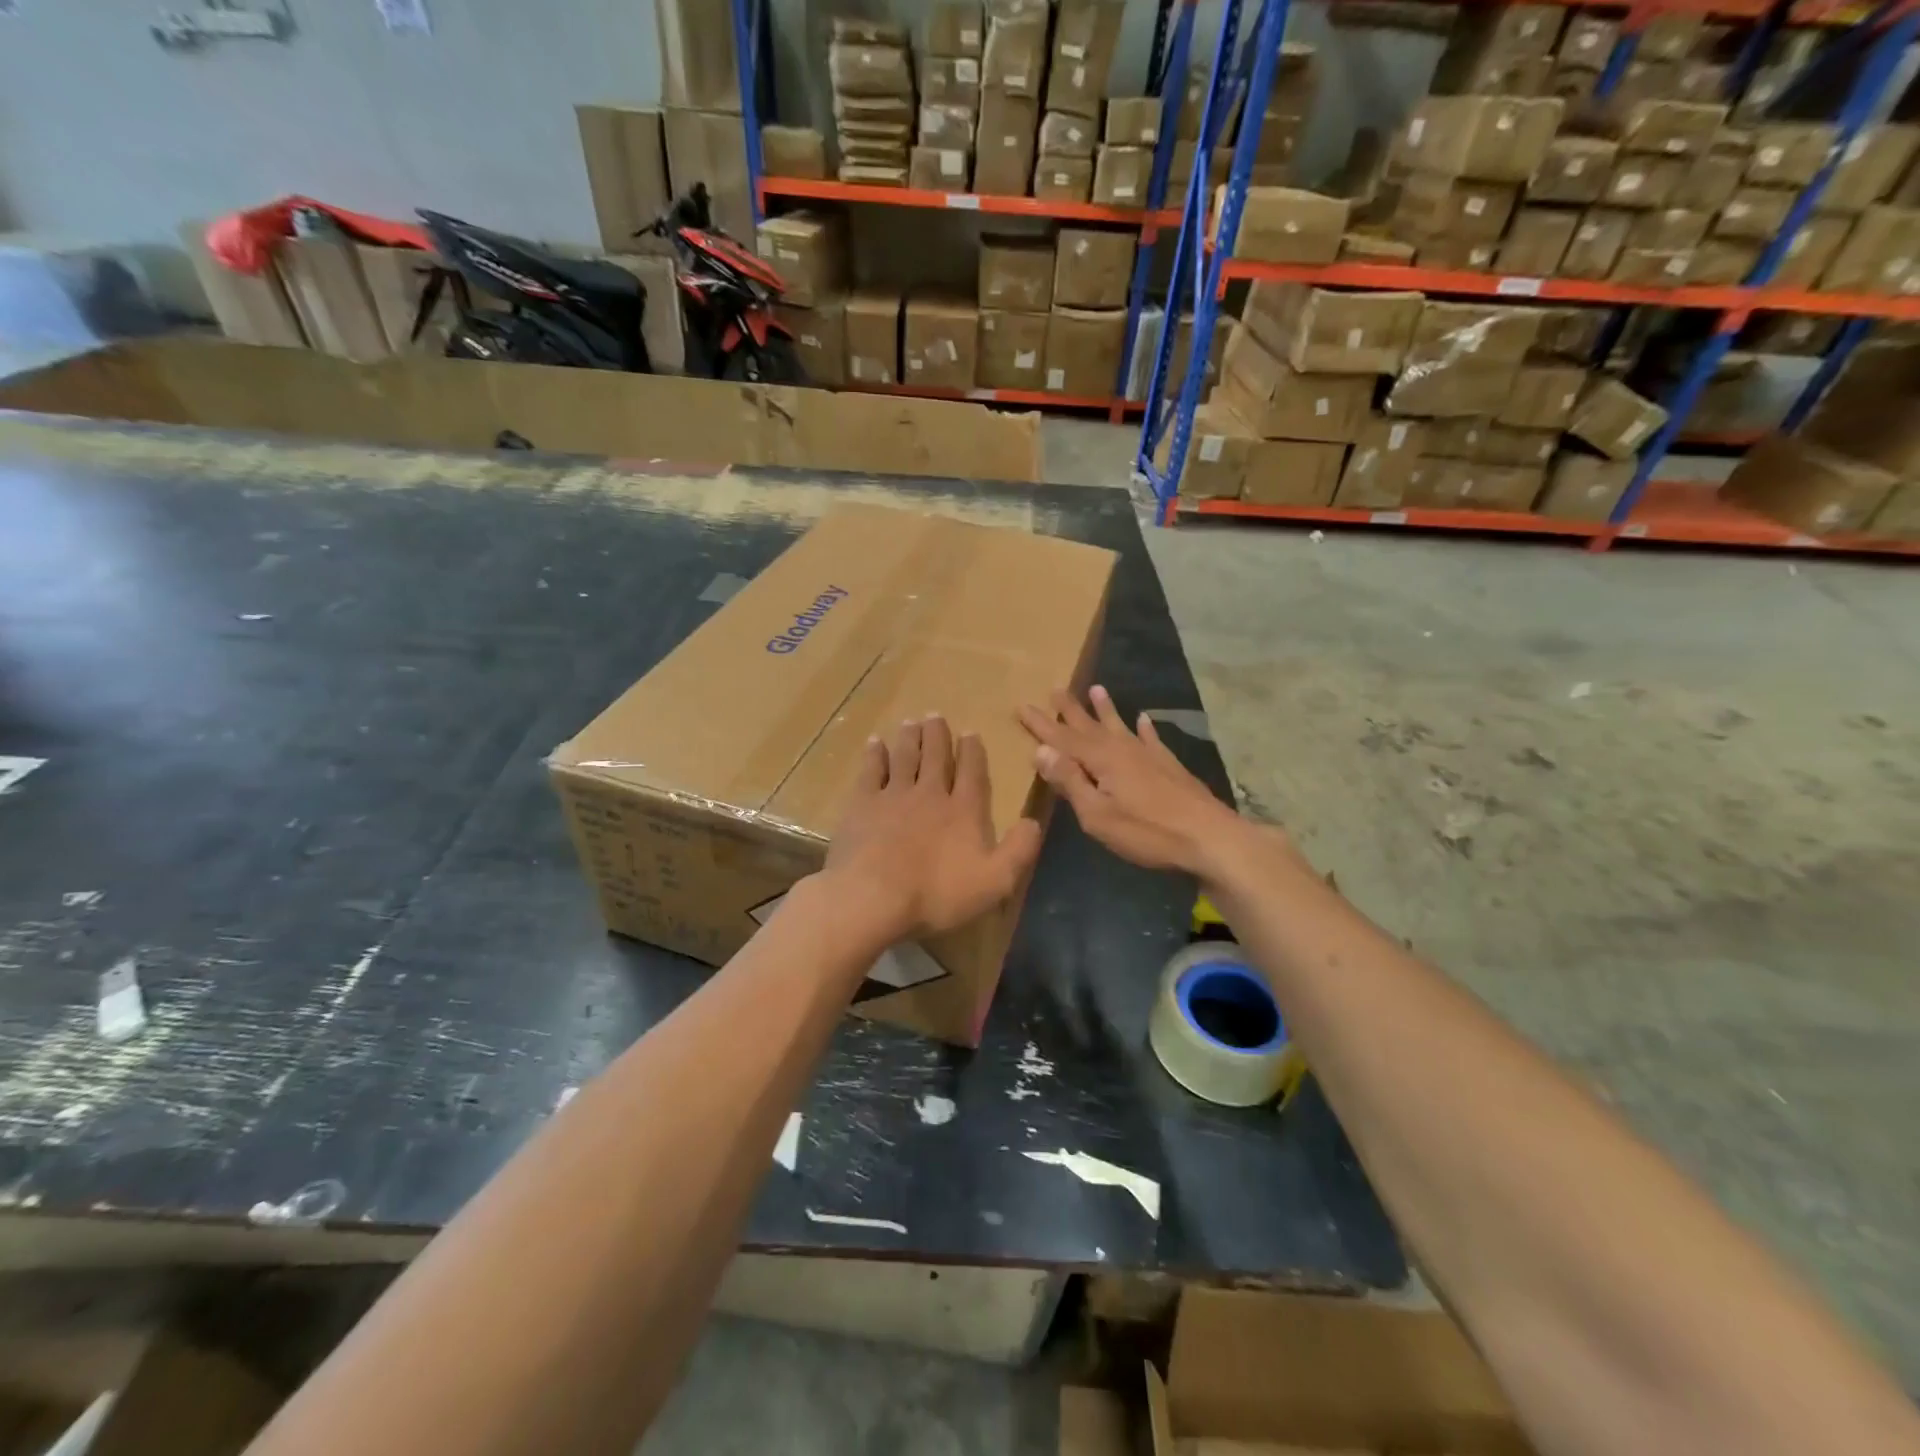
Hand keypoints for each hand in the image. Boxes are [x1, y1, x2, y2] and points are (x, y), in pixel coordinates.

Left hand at [824, 715, 1043, 942]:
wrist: (873, 897)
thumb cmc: (937, 894)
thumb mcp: (995, 882)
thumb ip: (1019, 851)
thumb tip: (1034, 822)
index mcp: (963, 811)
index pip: (972, 773)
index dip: (973, 751)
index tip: (970, 732)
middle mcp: (930, 794)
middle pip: (936, 757)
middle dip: (938, 735)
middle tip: (935, 715)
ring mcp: (893, 796)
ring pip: (905, 757)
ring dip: (910, 738)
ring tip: (911, 722)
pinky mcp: (862, 804)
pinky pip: (870, 771)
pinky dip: (875, 755)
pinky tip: (875, 743)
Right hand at [1019, 685, 1261, 880]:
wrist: (1209, 837)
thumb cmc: (1147, 832)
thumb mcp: (1097, 815)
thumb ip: (1070, 781)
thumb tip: (1040, 749)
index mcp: (1101, 760)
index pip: (1063, 738)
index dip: (1041, 724)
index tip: (1022, 705)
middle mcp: (1123, 749)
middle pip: (1090, 726)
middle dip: (1070, 710)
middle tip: (1055, 688)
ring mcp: (1149, 755)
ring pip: (1120, 726)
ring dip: (1106, 709)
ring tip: (1096, 689)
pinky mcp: (1169, 766)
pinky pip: (1152, 739)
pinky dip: (1145, 729)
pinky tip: (1145, 719)